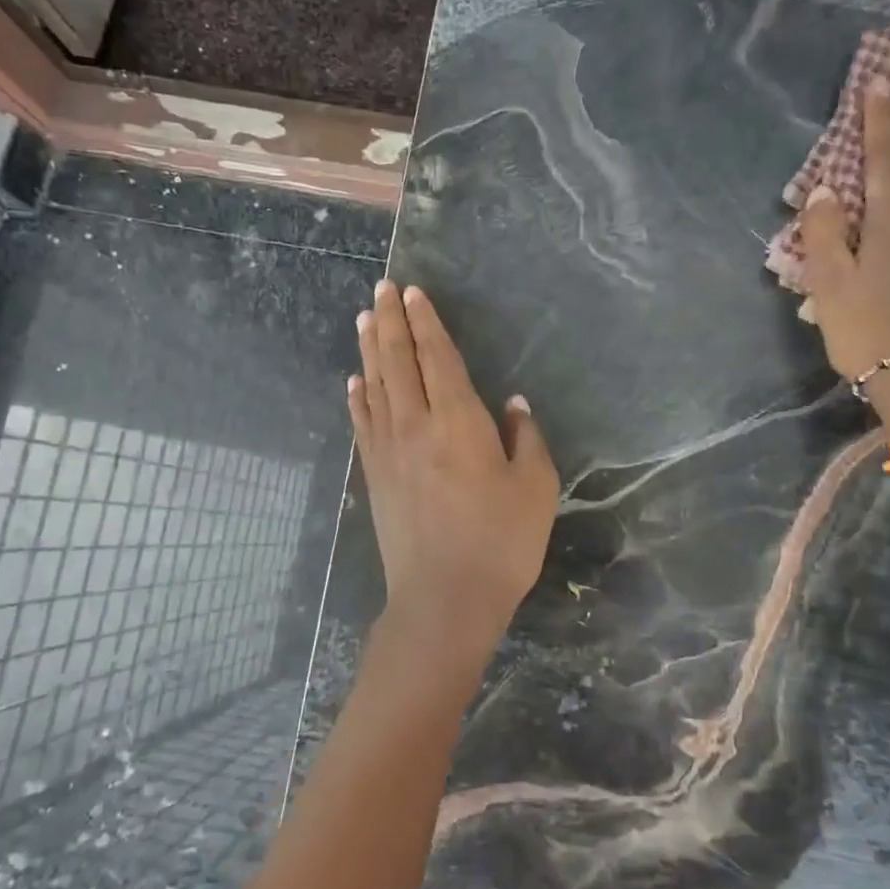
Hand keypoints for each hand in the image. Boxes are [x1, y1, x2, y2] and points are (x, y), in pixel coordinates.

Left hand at [350, 280, 558, 677]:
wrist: (444, 600)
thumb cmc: (500, 543)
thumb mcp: (536, 489)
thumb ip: (527, 439)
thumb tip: (514, 404)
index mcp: (459, 422)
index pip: (438, 358)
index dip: (426, 323)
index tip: (413, 293)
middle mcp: (417, 426)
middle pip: (398, 362)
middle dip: (391, 322)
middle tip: (381, 289)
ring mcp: (389, 452)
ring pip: (375, 387)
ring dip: (369, 350)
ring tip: (364, 319)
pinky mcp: (375, 477)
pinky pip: (363, 425)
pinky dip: (357, 398)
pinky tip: (353, 383)